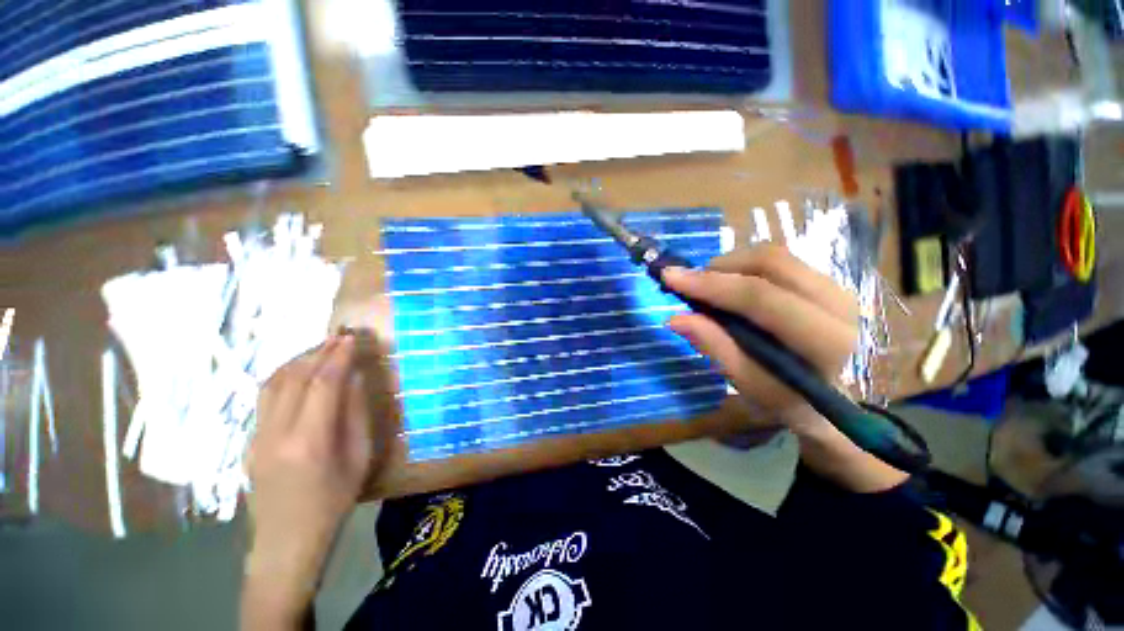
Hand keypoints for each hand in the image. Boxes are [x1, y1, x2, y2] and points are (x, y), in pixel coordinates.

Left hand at [243, 334, 372, 622]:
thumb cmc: (333, 501)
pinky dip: (284, 375)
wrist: (287, 540)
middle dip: (319, 351)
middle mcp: (276, 433)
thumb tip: (355, 380)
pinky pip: (264, 397)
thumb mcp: (359, 458)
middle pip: (295, 377)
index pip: (323, 383)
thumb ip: (356, 415)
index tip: (352, 338)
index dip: (339, 356)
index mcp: (309, 441)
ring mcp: (256, 436)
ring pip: (273, 383)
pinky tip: (299, 371)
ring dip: (298, 360)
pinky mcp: (248, 440)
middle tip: (340, 336)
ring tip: (321, 348)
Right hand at [663, 244, 857, 432]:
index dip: (711, 284)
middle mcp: (838, 303)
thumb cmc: (785, 396)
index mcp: (826, 339)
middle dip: (719, 268)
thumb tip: (674, 319)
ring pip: (773, 255)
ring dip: (730, 265)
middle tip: (689, 283)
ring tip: (708, 287)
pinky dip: (743, 266)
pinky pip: (778, 259)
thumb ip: (714, 347)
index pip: (762, 297)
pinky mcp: (825, 280)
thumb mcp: (747, 382)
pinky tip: (729, 285)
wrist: (827, 397)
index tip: (671, 277)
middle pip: (770, 262)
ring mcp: (836, 286)